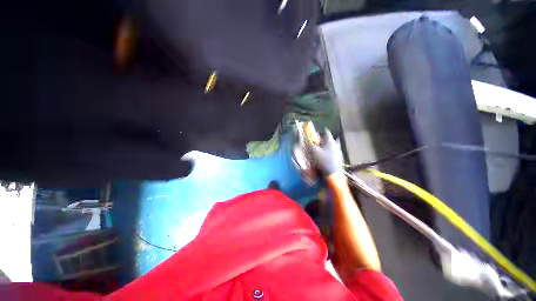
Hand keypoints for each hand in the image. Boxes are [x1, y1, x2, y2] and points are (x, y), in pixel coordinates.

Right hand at [307, 129, 343, 175]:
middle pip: (330, 140)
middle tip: (319, 141)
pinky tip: (325, 157)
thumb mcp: (314, 152)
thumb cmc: (323, 161)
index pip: (327, 133)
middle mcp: (336, 146)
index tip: (320, 131)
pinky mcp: (339, 159)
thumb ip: (310, 145)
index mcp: (331, 142)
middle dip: (324, 140)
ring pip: (332, 147)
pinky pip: (333, 153)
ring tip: (321, 149)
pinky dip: (328, 153)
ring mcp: (339, 153)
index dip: (323, 131)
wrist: (333, 175)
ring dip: (326, 147)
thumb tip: (307, 141)